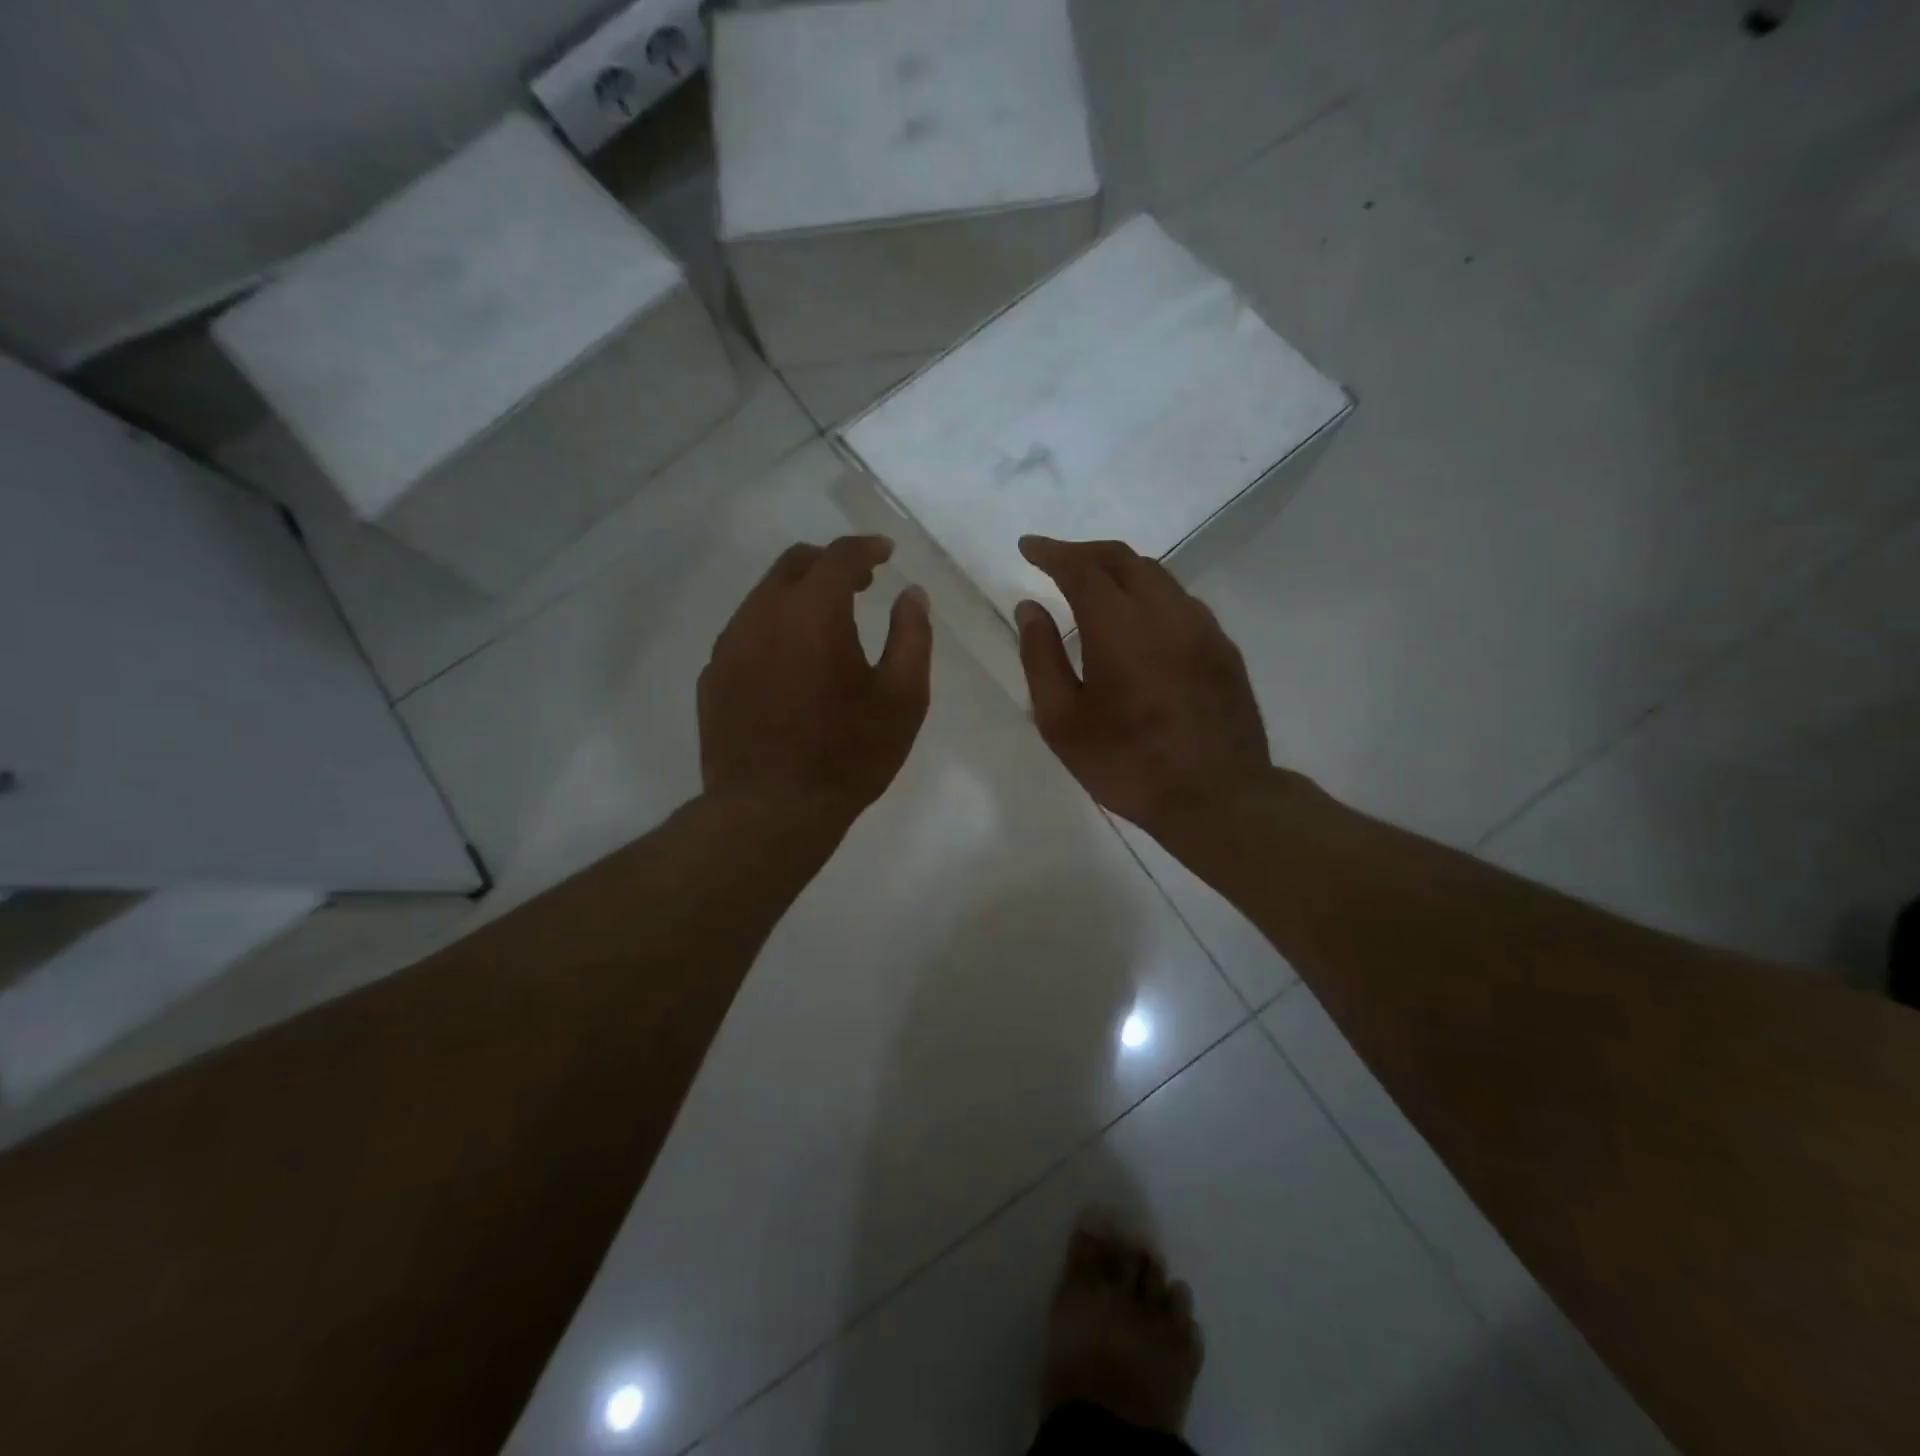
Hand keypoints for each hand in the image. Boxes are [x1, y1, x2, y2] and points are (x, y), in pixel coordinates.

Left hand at [699, 536, 931, 829]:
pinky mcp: (713, 676)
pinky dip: (774, 630)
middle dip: (829, 564)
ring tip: (827, 627)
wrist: (771, 811)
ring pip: (764, 597)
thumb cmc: (848, 754)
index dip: (867, 548)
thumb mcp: (903, 698)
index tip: (886, 552)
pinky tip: (791, 665)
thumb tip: (911, 594)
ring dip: (799, 597)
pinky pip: (745, 633)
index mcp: (813, 611)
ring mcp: (729, 645)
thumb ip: (912, 635)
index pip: (839, 556)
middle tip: (860, 585)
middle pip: (794, 564)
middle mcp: (762, 614)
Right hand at [1014, 536, 1271, 840]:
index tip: (1028, 547)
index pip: (1081, 568)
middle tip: (1055, 561)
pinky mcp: (1223, 648)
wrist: (1218, 797)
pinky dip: (1149, 594)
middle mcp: (1166, 612)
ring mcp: (1202, 627)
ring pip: (1157, 576)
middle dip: (1084, 552)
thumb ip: (1041, 657)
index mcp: (1120, 627)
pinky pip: (1180, 601)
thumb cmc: (1128, 764)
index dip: (1051, 552)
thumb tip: (1029, 608)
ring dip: (1119, 570)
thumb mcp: (1062, 721)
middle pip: (1123, 559)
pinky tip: (1137, 620)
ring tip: (1093, 586)